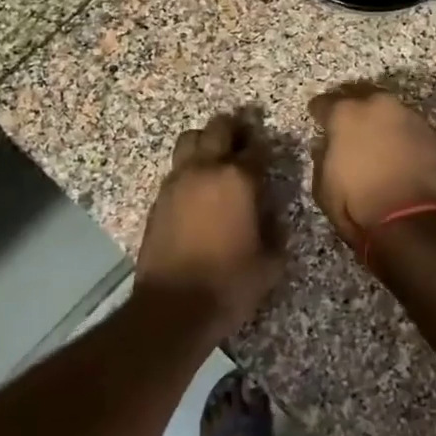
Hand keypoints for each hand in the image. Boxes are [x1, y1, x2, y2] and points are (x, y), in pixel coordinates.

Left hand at [135, 113, 283, 332]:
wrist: (173, 307)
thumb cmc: (229, 284)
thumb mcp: (270, 263)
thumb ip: (277, 232)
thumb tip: (274, 218)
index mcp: (238, 179)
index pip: (257, 148)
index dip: (267, 148)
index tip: (273, 154)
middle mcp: (205, 170)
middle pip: (218, 128)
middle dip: (234, 129)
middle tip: (245, 139)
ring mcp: (177, 182)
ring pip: (190, 140)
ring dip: (206, 141)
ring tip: (217, 158)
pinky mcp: (158, 199)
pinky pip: (176, 169)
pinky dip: (189, 168)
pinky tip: (198, 189)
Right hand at [308, 84, 435, 249]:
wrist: (416, 222)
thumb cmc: (360, 206)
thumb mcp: (324, 189)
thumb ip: (322, 159)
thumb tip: (324, 145)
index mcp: (346, 114)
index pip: (324, 103)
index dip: (318, 112)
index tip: (317, 119)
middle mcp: (378, 106)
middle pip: (360, 95)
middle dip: (352, 107)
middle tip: (347, 123)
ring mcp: (410, 117)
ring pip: (389, 111)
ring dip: (381, 121)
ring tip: (376, 139)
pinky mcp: (434, 134)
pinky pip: (411, 129)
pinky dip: (403, 137)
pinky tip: (400, 153)